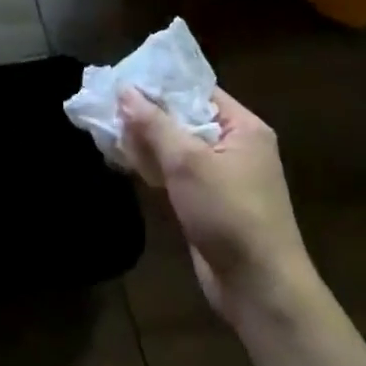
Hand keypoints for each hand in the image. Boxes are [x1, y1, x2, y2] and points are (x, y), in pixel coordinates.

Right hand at [119, 87, 310, 327]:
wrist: (259, 288)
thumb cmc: (230, 214)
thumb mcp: (188, 163)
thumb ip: (155, 124)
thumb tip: (125, 90)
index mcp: (243, 127)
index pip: (198, 90)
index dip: (161, 83)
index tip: (123, 77)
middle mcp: (235, 145)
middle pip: (185, 117)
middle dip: (148, 112)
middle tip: (106, 101)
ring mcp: (222, 175)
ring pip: (177, 146)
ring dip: (146, 140)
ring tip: (106, 127)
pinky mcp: (208, 201)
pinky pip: (176, 172)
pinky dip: (153, 165)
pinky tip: (123, 159)